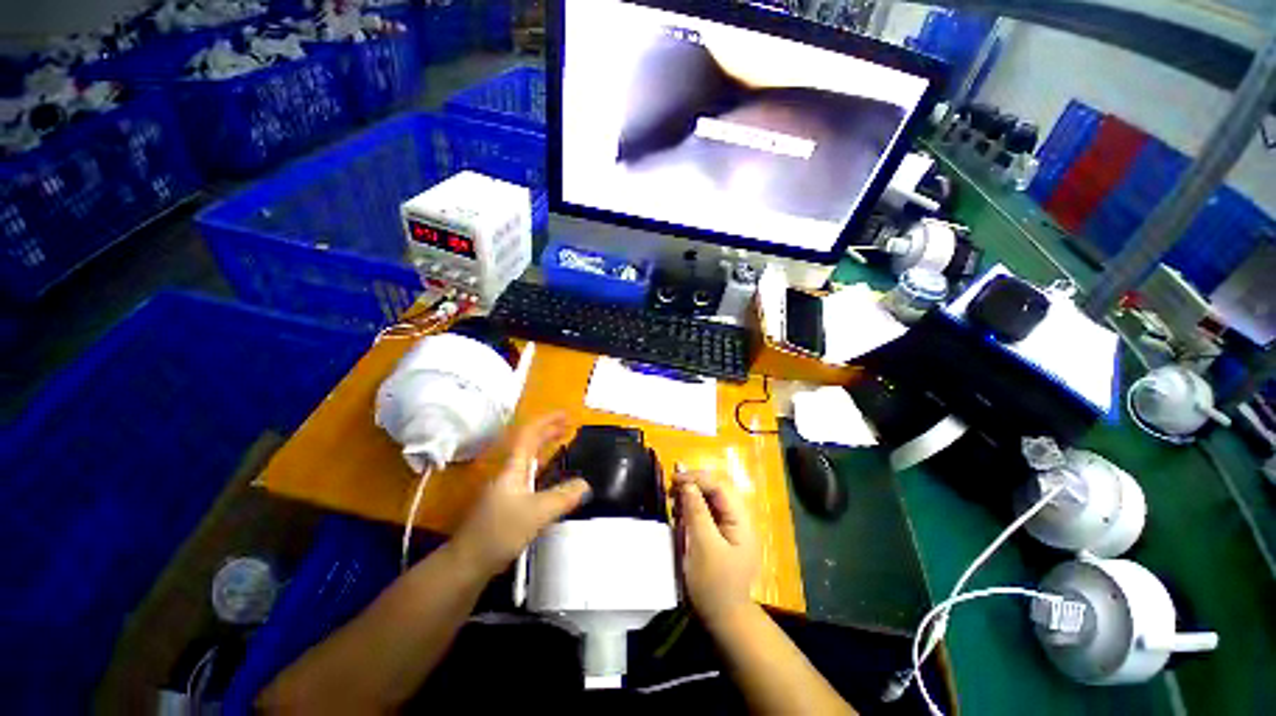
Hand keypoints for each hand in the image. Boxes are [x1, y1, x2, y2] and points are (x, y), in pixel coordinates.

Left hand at [451, 413, 590, 577]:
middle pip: (529, 443)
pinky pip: (530, 474)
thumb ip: (562, 497)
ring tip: (563, 441)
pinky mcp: (507, 503)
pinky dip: (543, 466)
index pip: (529, 434)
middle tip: (569, 425)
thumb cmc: (498, 532)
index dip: (548, 421)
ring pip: (529, 458)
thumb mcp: (535, 513)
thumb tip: (586, 484)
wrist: (466, 563)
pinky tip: (551, 476)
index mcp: (513, 468)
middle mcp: (509, 473)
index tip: (567, 415)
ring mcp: (506, 487)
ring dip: (545, 446)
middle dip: (549, 430)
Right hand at [674, 470, 758, 627]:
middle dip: (693, 485)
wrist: (723, 620)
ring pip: (709, 500)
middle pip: (715, 491)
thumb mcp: (704, 546)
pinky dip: (691, 509)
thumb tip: (687, 483)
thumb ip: (697, 512)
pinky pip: (705, 514)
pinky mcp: (719, 536)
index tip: (674, 478)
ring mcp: (728, 528)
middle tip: (671, 488)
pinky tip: (679, 513)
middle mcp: (737, 519)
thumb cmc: (714, 584)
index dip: (697, 478)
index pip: (719, 487)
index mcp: (740, 520)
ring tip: (673, 499)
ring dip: (691, 495)